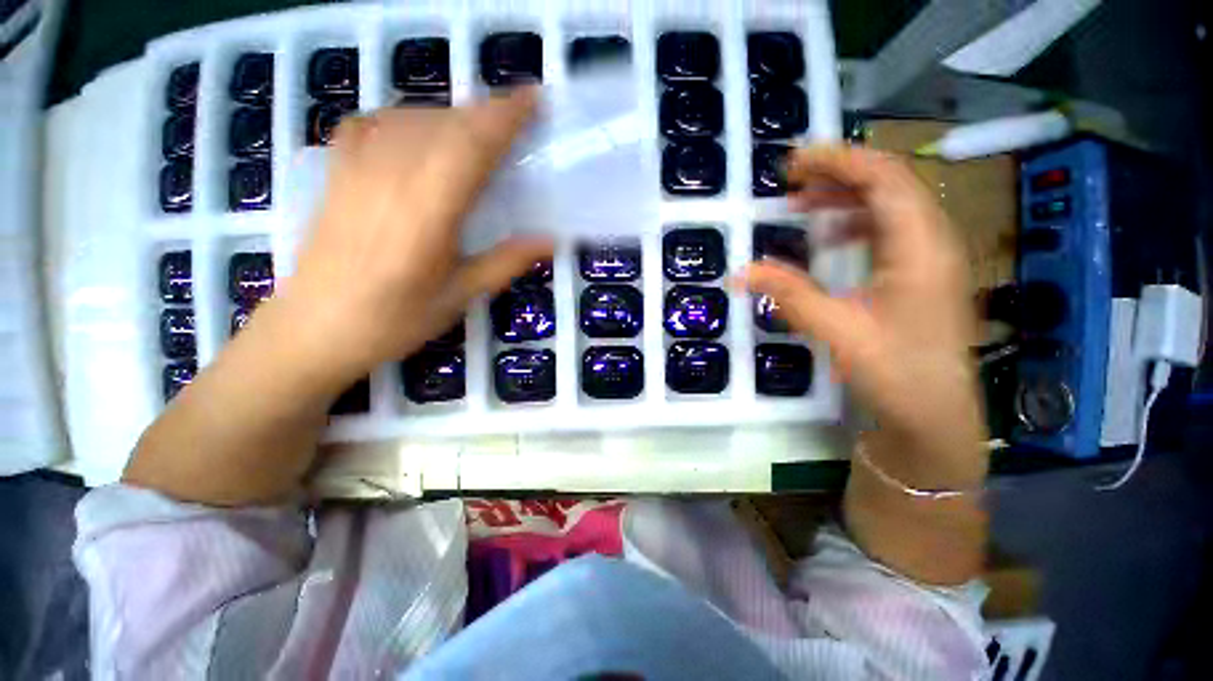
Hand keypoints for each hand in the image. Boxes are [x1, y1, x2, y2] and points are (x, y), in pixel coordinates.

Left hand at [276, 88, 553, 389]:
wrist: (313, 328)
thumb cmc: (393, 321)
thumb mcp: (459, 297)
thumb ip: (505, 262)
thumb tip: (549, 239)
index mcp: (427, 212)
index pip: (471, 145)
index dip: (505, 116)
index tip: (534, 99)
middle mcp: (391, 177)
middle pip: (445, 123)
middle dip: (487, 112)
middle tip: (519, 118)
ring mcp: (357, 167)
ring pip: (413, 117)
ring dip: (454, 115)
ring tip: (480, 131)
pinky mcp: (337, 170)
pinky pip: (376, 122)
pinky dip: (408, 117)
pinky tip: (421, 132)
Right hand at [740, 146, 986, 487]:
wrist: (934, 414)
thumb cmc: (895, 372)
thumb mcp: (836, 330)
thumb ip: (788, 294)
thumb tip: (740, 272)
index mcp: (920, 247)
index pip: (884, 178)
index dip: (839, 161)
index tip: (794, 162)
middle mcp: (933, 240)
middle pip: (889, 183)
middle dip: (837, 174)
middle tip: (790, 181)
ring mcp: (930, 256)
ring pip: (889, 205)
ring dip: (844, 198)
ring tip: (801, 206)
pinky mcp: (920, 272)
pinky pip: (888, 230)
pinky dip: (854, 223)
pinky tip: (828, 238)